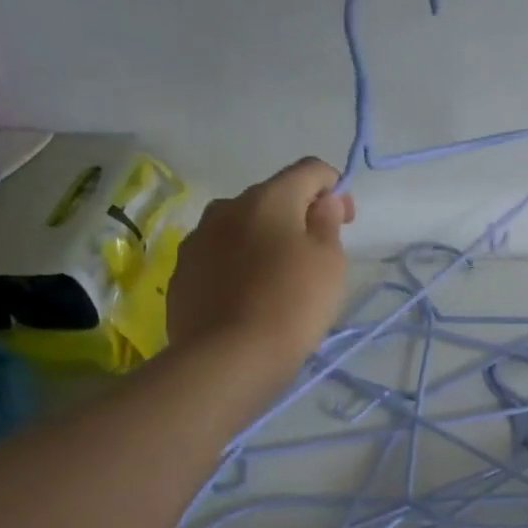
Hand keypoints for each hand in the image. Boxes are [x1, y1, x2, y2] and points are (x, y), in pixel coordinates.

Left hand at [167, 157, 355, 376]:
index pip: (309, 170)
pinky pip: (219, 258)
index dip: (335, 187)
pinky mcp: (182, 273)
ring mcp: (198, 240)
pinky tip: (249, 299)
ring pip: (240, 228)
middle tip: (315, 255)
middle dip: (297, 217)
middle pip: (271, 198)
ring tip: (278, 280)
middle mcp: (227, 207)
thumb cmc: (292, 304)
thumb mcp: (329, 263)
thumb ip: (327, 223)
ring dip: (263, 242)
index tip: (345, 221)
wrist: (228, 358)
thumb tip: (322, 201)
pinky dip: (238, 267)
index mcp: (269, 198)